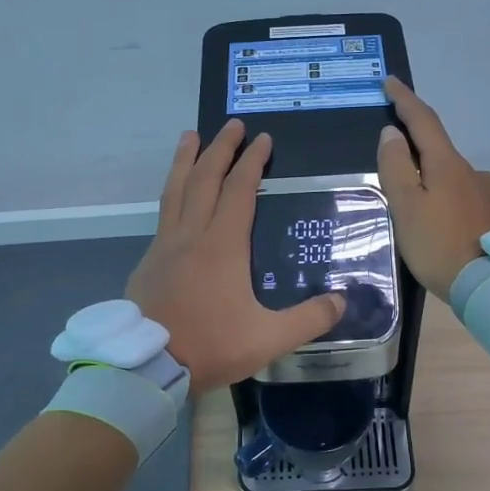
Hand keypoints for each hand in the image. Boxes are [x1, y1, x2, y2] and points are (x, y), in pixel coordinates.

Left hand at [127, 121, 346, 390]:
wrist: (148, 366)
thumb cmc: (210, 346)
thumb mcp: (269, 338)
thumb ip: (308, 319)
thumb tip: (342, 301)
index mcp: (222, 245)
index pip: (239, 191)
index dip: (252, 162)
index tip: (263, 139)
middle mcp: (191, 235)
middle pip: (205, 179)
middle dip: (220, 148)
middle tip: (232, 125)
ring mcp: (164, 246)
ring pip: (175, 191)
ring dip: (186, 160)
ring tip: (190, 136)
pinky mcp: (147, 262)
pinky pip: (163, 214)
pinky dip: (172, 193)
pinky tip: (175, 197)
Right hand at [377, 76, 489, 297]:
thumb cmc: (440, 246)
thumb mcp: (406, 207)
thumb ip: (396, 168)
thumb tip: (392, 133)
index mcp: (447, 165)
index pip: (423, 121)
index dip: (405, 100)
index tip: (390, 81)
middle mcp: (473, 172)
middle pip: (439, 153)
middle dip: (417, 154)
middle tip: (395, 172)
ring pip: (455, 180)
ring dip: (436, 185)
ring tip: (420, 215)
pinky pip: (468, 202)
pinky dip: (452, 206)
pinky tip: (446, 230)